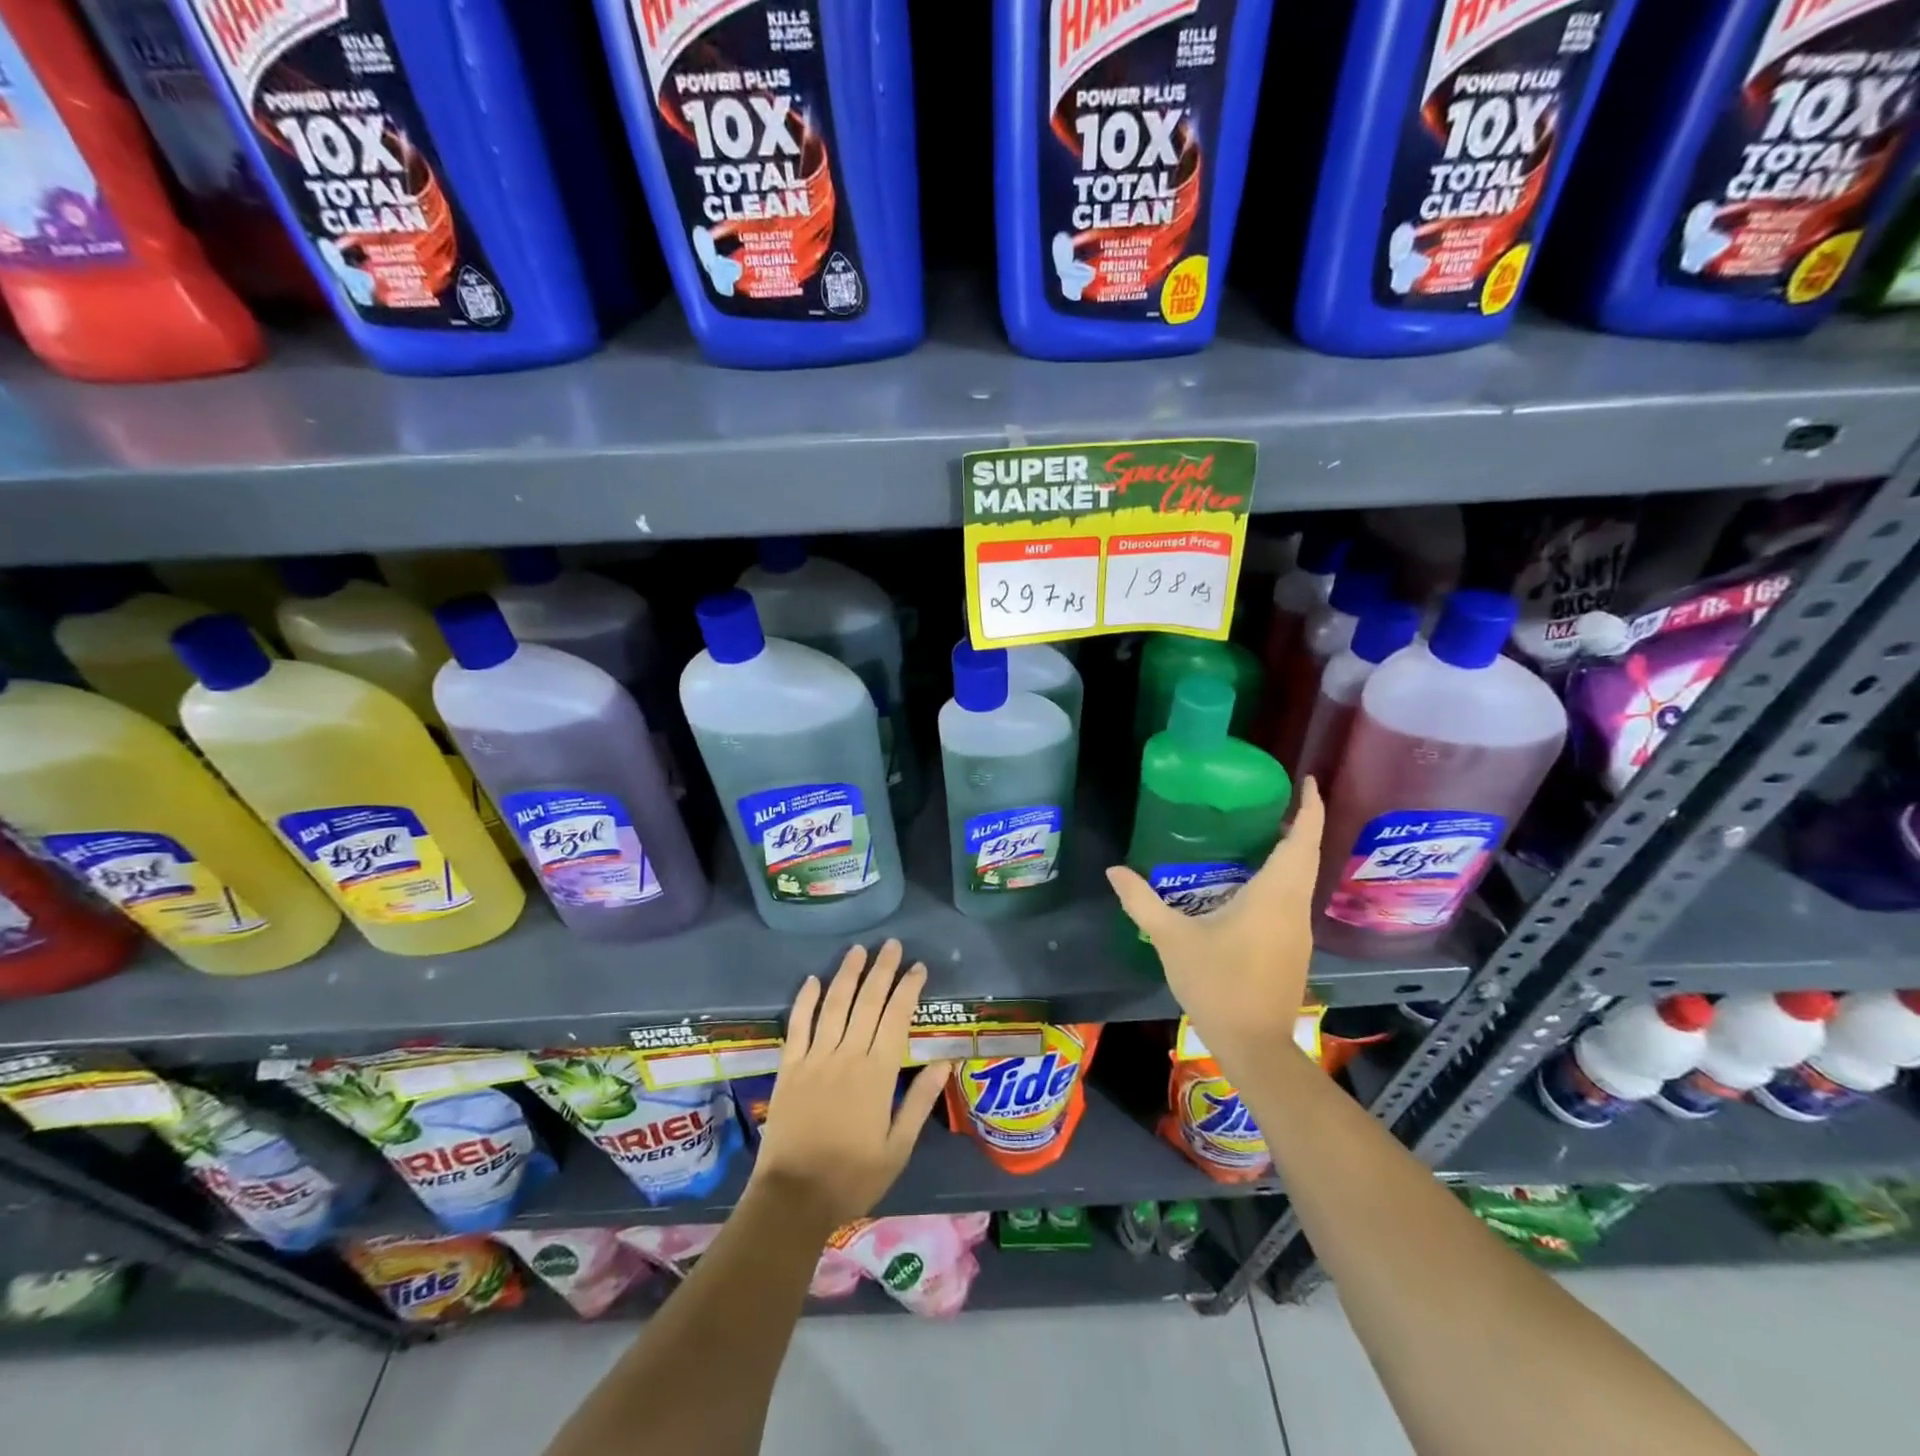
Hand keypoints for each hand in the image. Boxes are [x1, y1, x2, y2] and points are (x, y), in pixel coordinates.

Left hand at [749, 940, 952, 1235]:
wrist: (793, 1197)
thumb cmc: (852, 1176)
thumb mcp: (897, 1148)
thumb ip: (919, 1102)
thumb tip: (944, 1062)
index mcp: (877, 1074)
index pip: (897, 1018)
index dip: (908, 989)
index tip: (918, 967)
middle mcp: (847, 1056)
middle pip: (867, 1002)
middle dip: (882, 970)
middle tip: (892, 945)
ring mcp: (814, 1058)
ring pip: (834, 1005)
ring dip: (847, 975)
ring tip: (858, 950)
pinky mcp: (789, 1067)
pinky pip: (797, 1026)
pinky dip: (805, 1001)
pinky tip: (813, 979)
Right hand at [1106, 777, 1325, 1066]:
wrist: (1254, 1045)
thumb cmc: (1217, 984)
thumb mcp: (1172, 939)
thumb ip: (1142, 901)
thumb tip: (1114, 870)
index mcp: (1273, 895)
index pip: (1303, 840)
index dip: (1310, 808)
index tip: (1307, 780)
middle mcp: (1294, 907)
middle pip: (1307, 854)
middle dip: (1302, 823)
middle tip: (1275, 799)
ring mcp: (1297, 930)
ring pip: (1301, 877)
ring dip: (1292, 850)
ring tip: (1262, 830)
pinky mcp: (1293, 947)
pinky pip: (1292, 897)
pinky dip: (1282, 875)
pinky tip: (1251, 880)